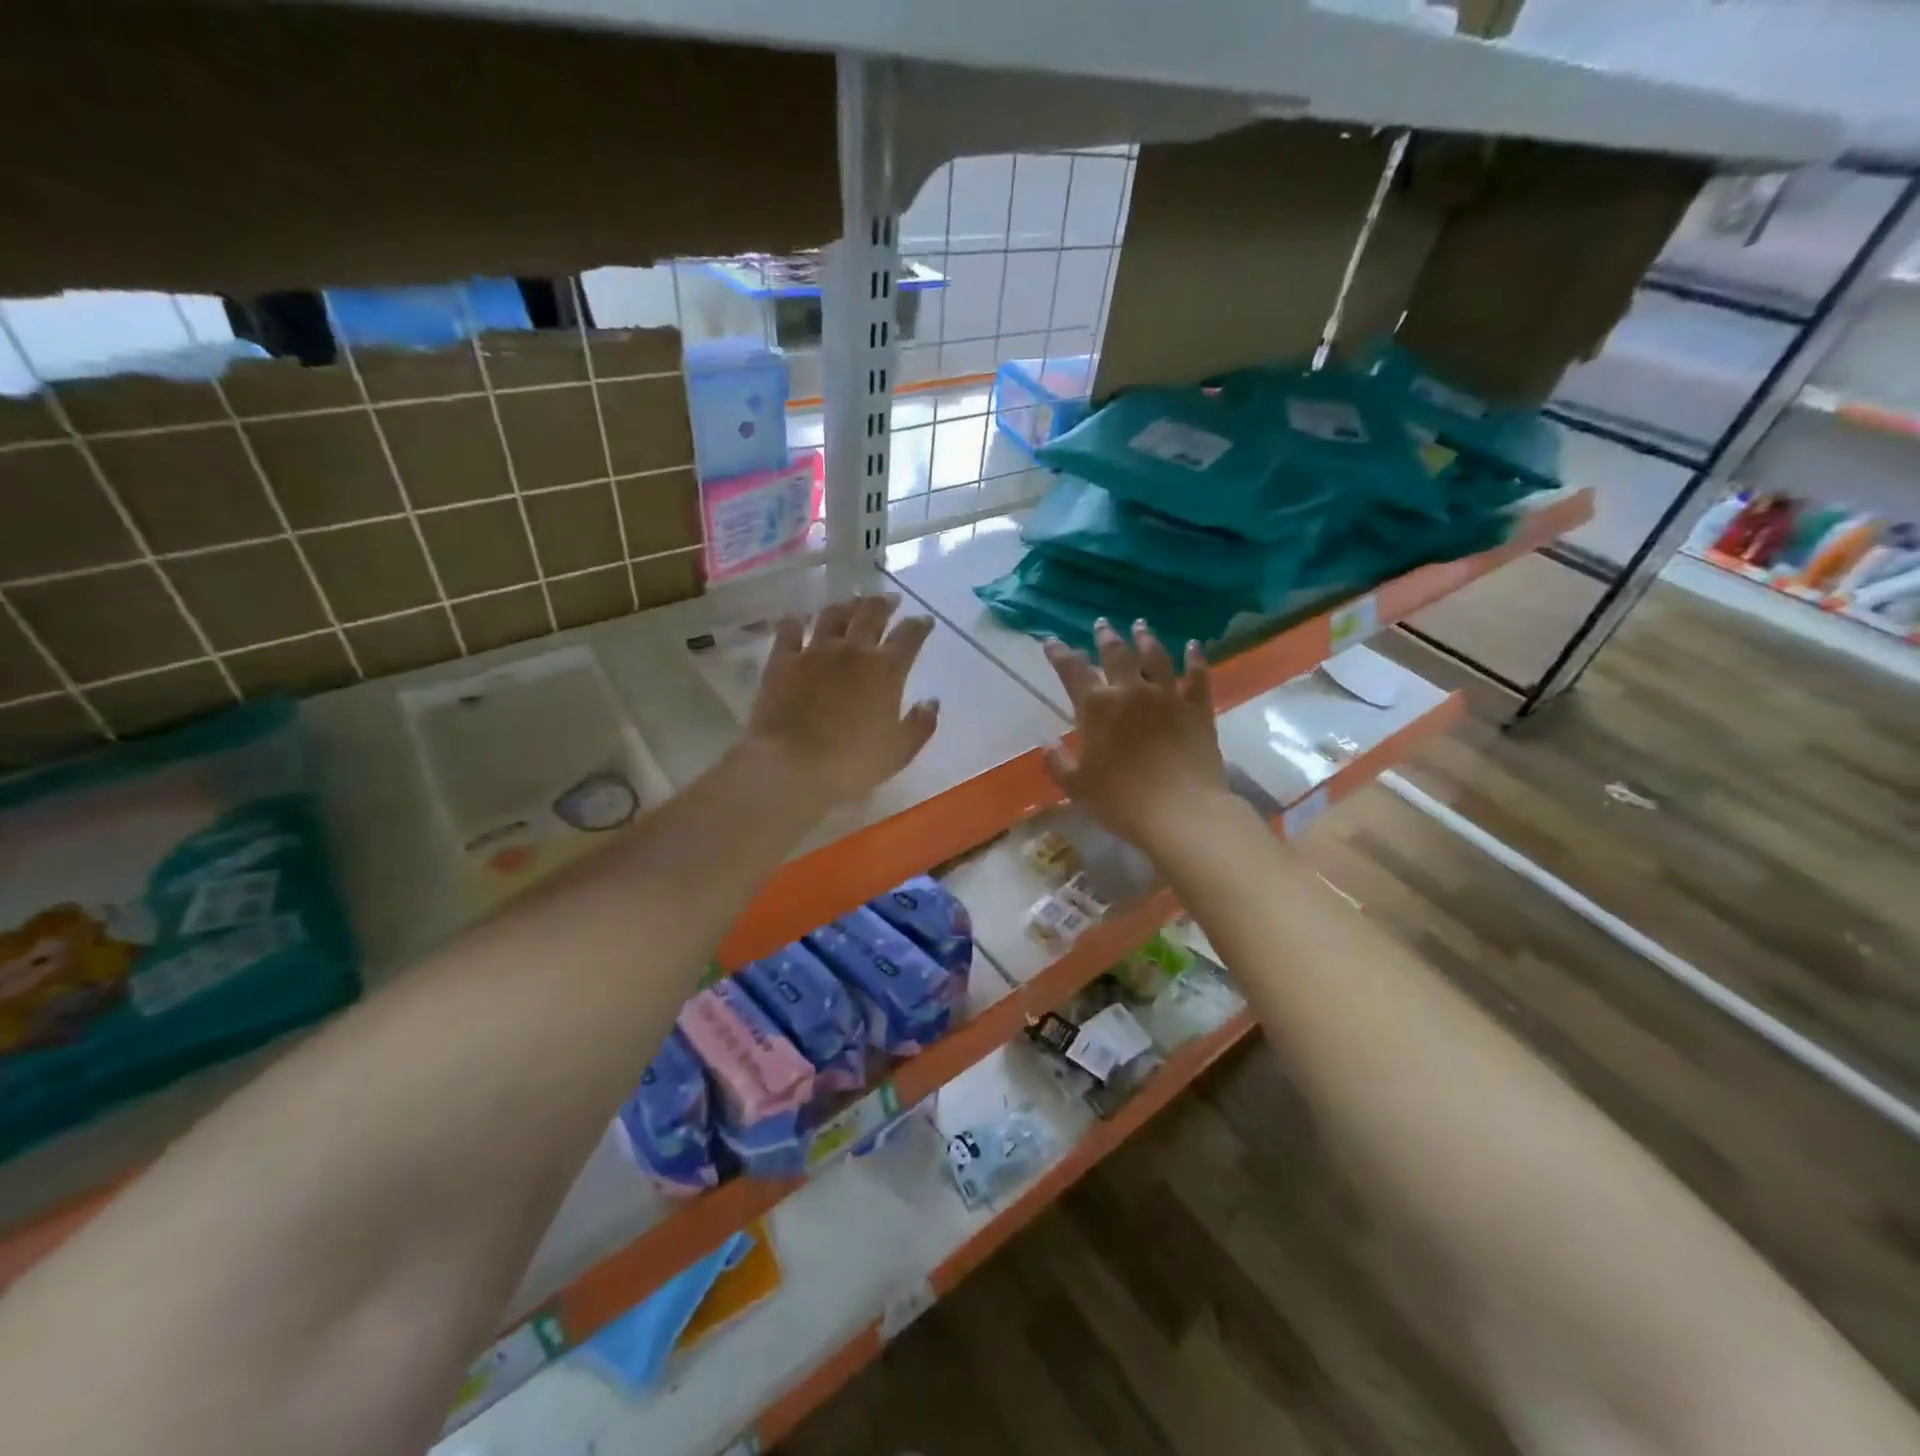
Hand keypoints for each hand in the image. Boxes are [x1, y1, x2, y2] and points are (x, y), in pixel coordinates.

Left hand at [745, 593, 939, 808]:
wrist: (793, 765)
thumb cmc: (853, 763)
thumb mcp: (899, 751)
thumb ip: (920, 725)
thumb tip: (932, 702)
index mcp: (886, 670)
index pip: (909, 637)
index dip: (919, 625)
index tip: (925, 621)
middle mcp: (852, 651)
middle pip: (871, 615)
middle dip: (884, 604)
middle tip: (890, 599)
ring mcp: (814, 652)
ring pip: (832, 615)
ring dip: (846, 604)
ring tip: (852, 600)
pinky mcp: (782, 661)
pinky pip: (789, 631)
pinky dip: (795, 621)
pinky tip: (798, 617)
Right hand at [1041, 619, 1231, 847]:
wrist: (1181, 812)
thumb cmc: (1121, 801)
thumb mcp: (1078, 787)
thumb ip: (1058, 763)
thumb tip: (1046, 743)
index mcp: (1097, 708)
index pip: (1072, 671)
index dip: (1060, 654)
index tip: (1052, 642)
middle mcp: (1131, 692)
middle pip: (1117, 654)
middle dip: (1106, 637)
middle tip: (1102, 624)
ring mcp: (1168, 698)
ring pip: (1156, 658)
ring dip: (1146, 639)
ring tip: (1141, 625)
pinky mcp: (1198, 710)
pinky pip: (1197, 677)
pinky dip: (1195, 659)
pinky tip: (1193, 647)